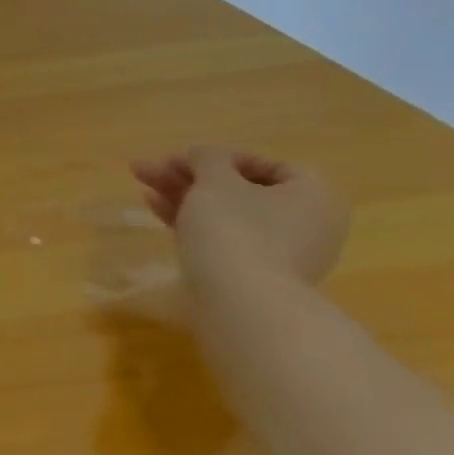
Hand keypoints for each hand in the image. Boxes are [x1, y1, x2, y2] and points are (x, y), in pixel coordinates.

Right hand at [132, 146, 349, 289]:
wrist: (240, 301)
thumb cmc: (236, 229)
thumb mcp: (216, 181)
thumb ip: (208, 158)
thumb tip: (203, 153)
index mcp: (313, 195)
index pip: (268, 165)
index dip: (222, 157)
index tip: (185, 158)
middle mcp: (305, 222)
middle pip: (239, 188)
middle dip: (190, 176)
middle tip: (149, 167)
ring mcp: (280, 251)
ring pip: (224, 212)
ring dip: (182, 194)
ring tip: (140, 181)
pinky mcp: (252, 273)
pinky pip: (221, 236)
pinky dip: (190, 220)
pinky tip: (153, 206)